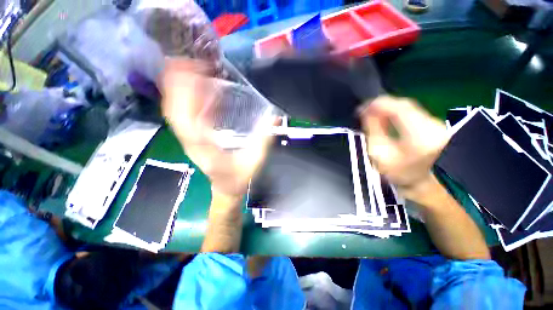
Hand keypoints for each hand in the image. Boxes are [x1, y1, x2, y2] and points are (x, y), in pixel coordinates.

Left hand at [160, 58, 272, 197]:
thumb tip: (274, 117)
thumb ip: (263, 140)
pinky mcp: (195, 135)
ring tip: (195, 68)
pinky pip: (187, 113)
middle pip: (174, 107)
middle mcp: (190, 139)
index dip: (185, 91)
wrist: (226, 187)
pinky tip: (202, 87)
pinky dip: (191, 98)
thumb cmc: (238, 177)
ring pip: (176, 109)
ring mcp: (189, 137)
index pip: (184, 116)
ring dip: (181, 87)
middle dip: (178, 82)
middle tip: (193, 62)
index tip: (195, 70)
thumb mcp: (253, 161)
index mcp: (202, 145)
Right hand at [360, 96, 449, 198]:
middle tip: (365, 110)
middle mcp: (432, 126)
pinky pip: (412, 111)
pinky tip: (385, 116)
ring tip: (372, 113)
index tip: (362, 107)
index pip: (399, 110)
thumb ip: (373, 129)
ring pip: (408, 107)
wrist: (421, 181)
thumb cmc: (397, 172)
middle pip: (405, 105)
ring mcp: (437, 124)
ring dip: (388, 108)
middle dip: (382, 105)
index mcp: (419, 137)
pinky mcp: (435, 124)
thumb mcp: (379, 153)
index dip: (379, 105)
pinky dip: (396, 111)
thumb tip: (367, 112)